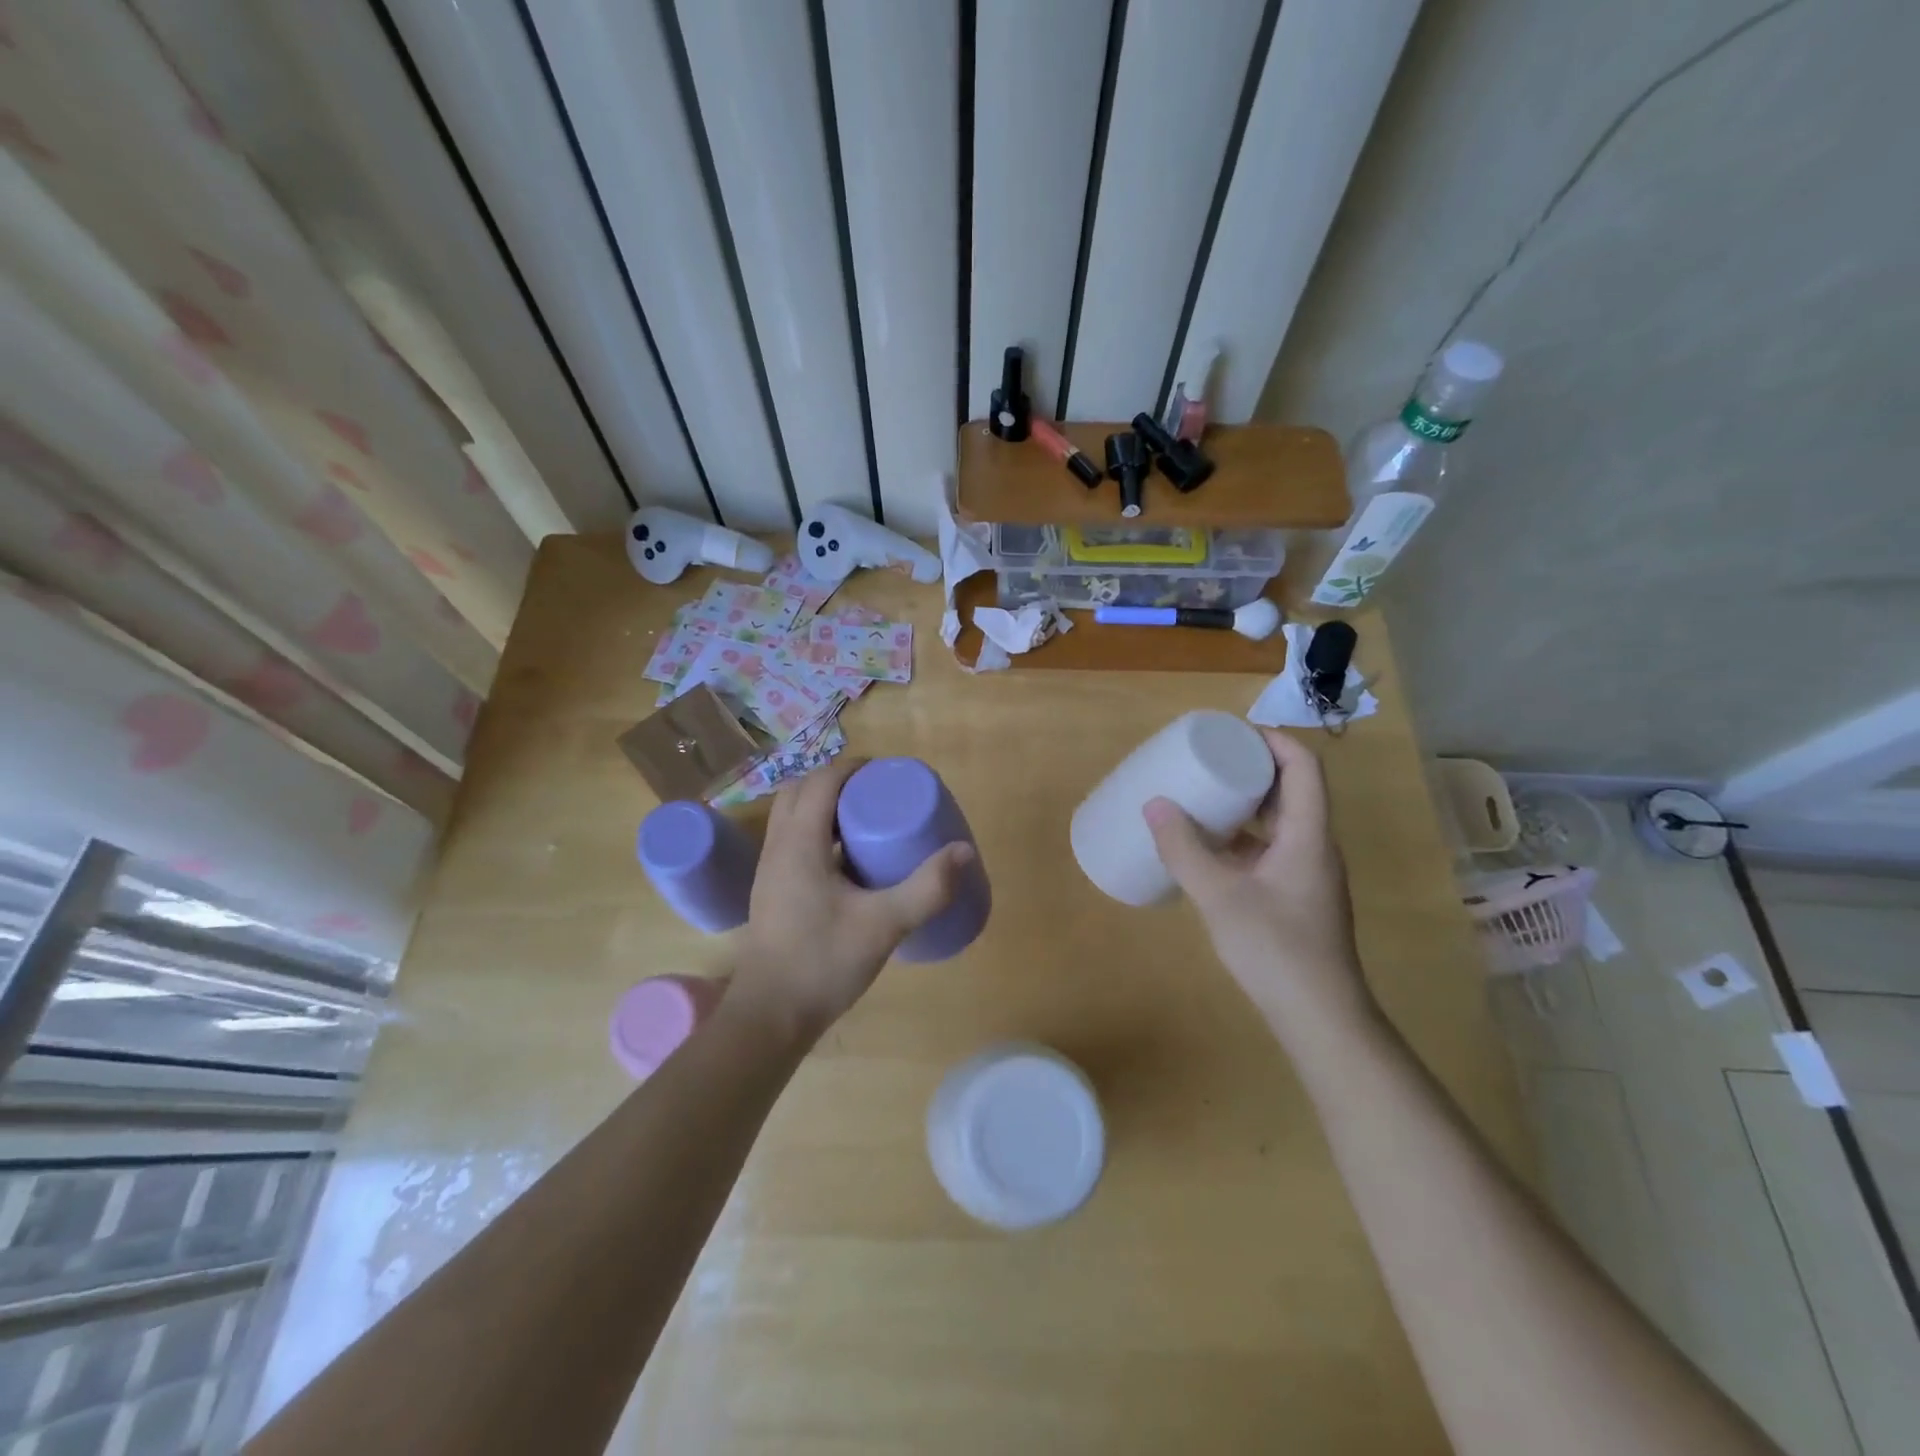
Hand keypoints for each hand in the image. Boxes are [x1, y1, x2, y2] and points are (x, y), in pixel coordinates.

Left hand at [729, 757, 972, 1039]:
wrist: (770, 1016)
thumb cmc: (823, 963)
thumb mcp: (884, 924)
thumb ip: (927, 888)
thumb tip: (964, 852)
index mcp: (799, 842)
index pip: (821, 781)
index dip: (854, 768)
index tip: (888, 773)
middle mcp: (778, 846)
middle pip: (800, 790)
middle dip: (837, 782)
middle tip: (877, 794)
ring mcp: (770, 869)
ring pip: (791, 816)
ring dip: (823, 806)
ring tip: (865, 821)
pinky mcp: (772, 890)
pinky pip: (791, 841)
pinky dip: (816, 832)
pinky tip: (847, 862)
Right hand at [1143, 729, 1373, 1040]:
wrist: (1319, 1017)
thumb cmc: (1275, 948)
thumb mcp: (1220, 896)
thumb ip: (1184, 850)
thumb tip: (1154, 805)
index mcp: (1307, 835)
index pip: (1303, 767)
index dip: (1273, 740)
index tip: (1231, 733)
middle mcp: (1314, 847)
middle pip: (1291, 790)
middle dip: (1251, 769)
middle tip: (1208, 761)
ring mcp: (1307, 875)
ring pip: (1280, 823)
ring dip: (1245, 805)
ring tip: (1202, 798)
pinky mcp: (1296, 898)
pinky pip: (1270, 850)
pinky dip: (1242, 839)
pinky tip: (1209, 851)